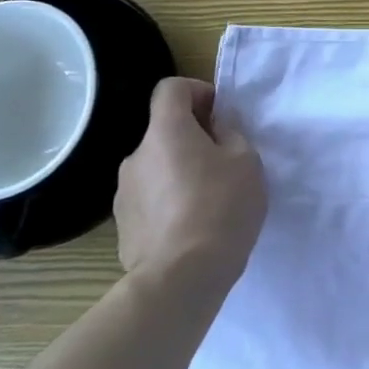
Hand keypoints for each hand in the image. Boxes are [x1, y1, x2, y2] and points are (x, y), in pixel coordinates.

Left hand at [114, 78, 265, 287]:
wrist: (181, 279)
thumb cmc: (221, 208)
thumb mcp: (246, 161)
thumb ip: (231, 135)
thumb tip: (216, 129)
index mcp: (165, 132)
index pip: (171, 89)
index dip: (197, 91)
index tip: (219, 115)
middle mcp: (137, 156)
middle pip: (164, 131)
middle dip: (193, 138)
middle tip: (224, 163)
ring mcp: (124, 194)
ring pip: (157, 167)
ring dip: (179, 172)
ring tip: (209, 201)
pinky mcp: (122, 227)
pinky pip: (150, 200)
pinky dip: (169, 203)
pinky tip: (191, 228)